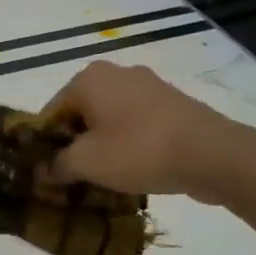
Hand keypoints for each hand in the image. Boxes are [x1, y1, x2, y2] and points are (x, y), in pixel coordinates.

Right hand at [40, 61, 255, 200]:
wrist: (210, 154)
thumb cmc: (138, 151)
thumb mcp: (87, 163)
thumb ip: (57, 165)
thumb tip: (45, 170)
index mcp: (89, 79)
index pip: (51, 112)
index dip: (44, 145)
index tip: (46, 174)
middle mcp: (117, 74)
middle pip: (81, 114)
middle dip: (73, 146)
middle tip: (71, 180)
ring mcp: (148, 87)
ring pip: (109, 121)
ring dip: (101, 148)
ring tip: (101, 180)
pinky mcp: (171, 105)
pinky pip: (135, 126)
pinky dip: (127, 146)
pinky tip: (130, 171)